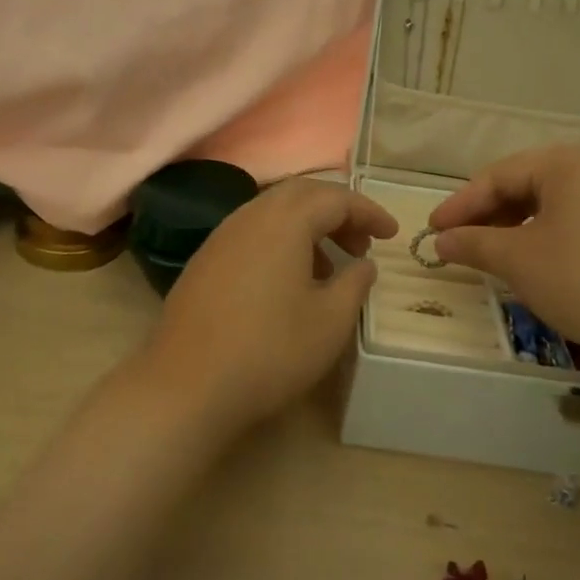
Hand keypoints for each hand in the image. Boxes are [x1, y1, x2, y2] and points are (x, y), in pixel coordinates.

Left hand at [139, 179, 397, 438]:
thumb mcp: (330, 321)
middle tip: (361, 243)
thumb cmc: (270, 350)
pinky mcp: (204, 260)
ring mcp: (221, 236)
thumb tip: (363, 263)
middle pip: (301, 195)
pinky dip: (280, 242)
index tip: (392, 234)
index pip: (336, 197)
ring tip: (328, 266)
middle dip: (336, 212)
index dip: (368, 211)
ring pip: (273, 212)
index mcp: (285, 220)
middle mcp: (250, 216)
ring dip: (307, 227)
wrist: (187, 384)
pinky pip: (251, 233)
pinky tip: (287, 281)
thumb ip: (355, 283)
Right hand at [427, 143, 579, 373]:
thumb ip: (474, 243)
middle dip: (488, 214)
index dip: (460, 205)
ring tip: (489, 252)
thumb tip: (441, 240)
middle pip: (525, 183)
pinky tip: (533, 258)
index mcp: (568, 161)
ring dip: (515, 225)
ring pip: (552, 201)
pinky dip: (546, 233)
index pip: (498, 176)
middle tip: (457, 241)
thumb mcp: (520, 261)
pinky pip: (577, 215)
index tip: (432, 230)